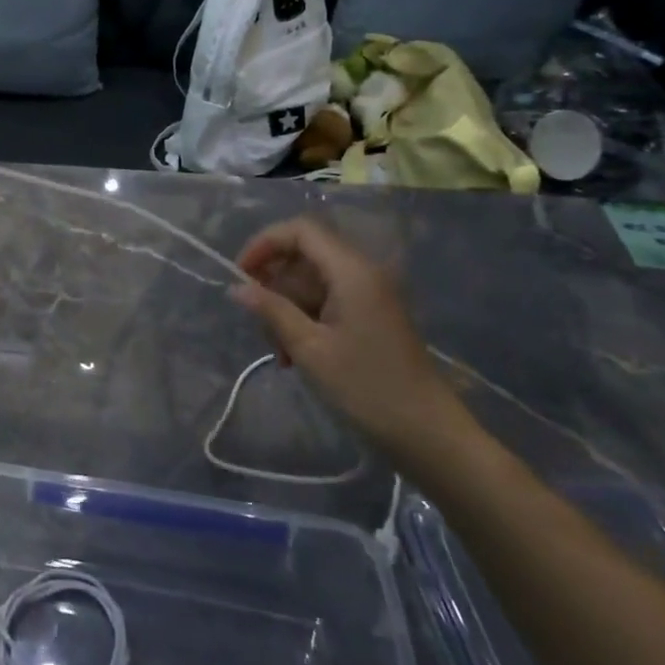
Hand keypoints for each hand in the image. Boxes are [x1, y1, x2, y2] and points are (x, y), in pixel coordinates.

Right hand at [231, 217, 468, 460]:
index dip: (265, 243)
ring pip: (313, 282)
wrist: (428, 433)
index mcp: (351, 271)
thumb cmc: (366, 387)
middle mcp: (363, 272)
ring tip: (279, 351)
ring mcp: (370, 295)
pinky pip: (328, 302)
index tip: (241, 274)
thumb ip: (271, 310)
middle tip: (257, 320)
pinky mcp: (372, 316)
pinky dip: (306, 320)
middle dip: (275, 283)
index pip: (301, 230)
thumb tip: (237, 287)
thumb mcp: (309, 348)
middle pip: (305, 256)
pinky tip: (295, 356)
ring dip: (288, 308)